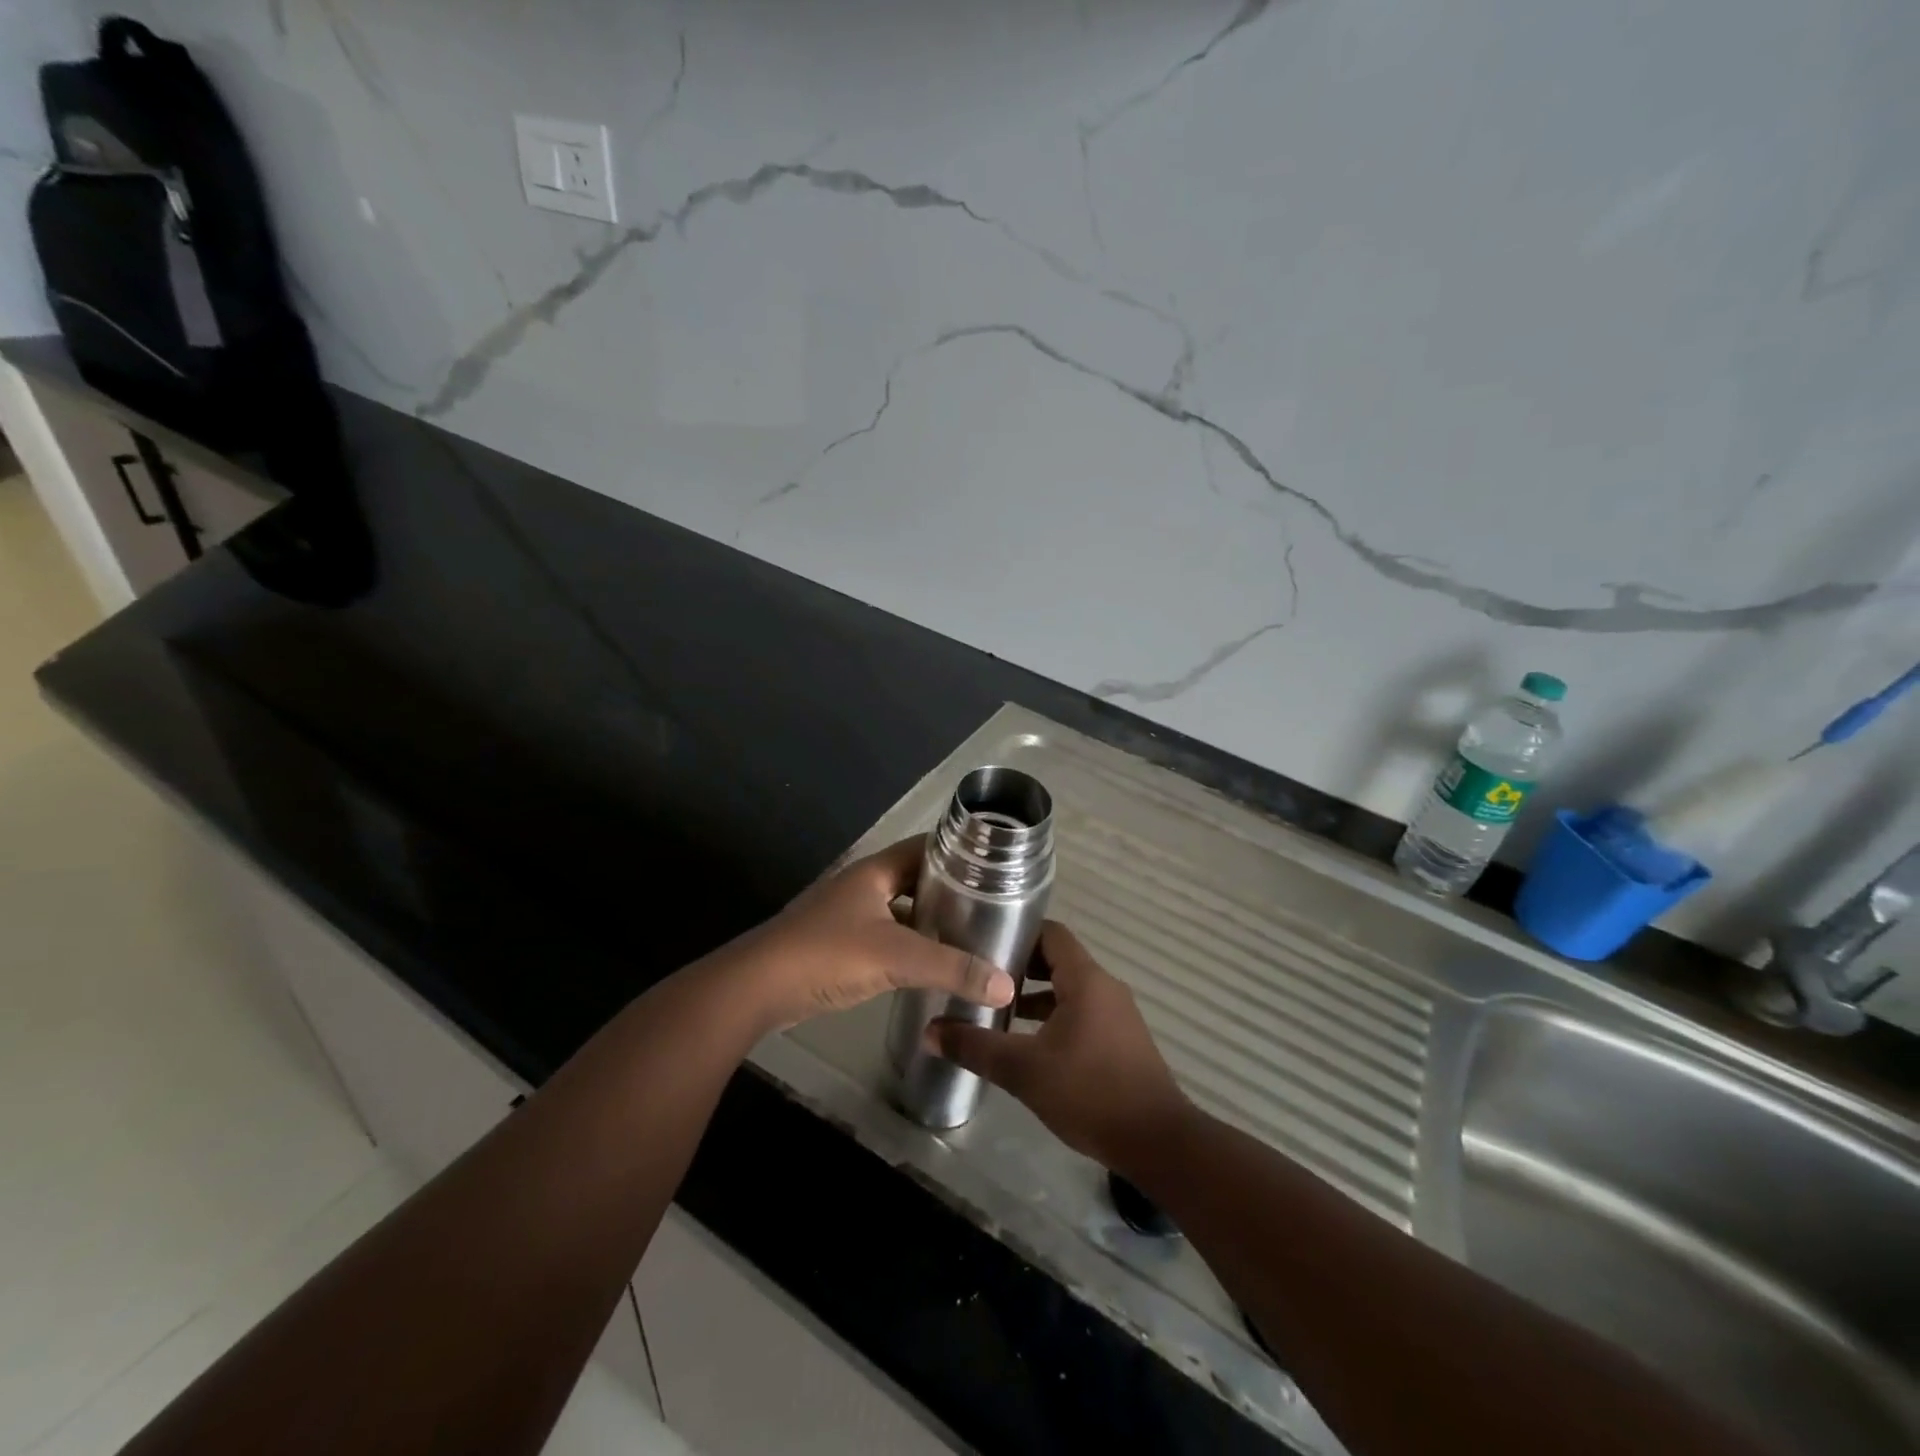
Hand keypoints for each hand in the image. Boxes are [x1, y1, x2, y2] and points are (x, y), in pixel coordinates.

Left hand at [726, 837, 1016, 1031]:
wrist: (756, 988)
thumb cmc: (827, 955)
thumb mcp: (897, 957)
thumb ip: (953, 968)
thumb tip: (1006, 985)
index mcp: (876, 871)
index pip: (927, 848)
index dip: (960, 854)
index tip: (997, 868)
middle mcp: (862, 886)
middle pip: (915, 880)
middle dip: (950, 891)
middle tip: (991, 908)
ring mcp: (847, 915)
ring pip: (899, 910)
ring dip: (929, 921)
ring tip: (969, 937)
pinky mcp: (838, 945)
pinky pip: (885, 937)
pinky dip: (908, 946)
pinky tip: (929, 966)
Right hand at [928, 922, 1191, 1169]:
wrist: (1158, 1142)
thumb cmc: (1090, 1093)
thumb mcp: (1023, 1070)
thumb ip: (975, 1047)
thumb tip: (930, 1031)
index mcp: (1086, 979)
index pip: (1051, 933)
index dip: (1017, 931)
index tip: (982, 940)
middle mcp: (1105, 987)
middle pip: (1058, 959)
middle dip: (1019, 966)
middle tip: (980, 974)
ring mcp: (1117, 1014)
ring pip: (1069, 989)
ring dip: (1036, 995)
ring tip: (996, 1008)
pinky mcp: (1122, 1040)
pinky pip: (1082, 1012)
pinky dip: (1054, 1016)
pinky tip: (1028, 1043)